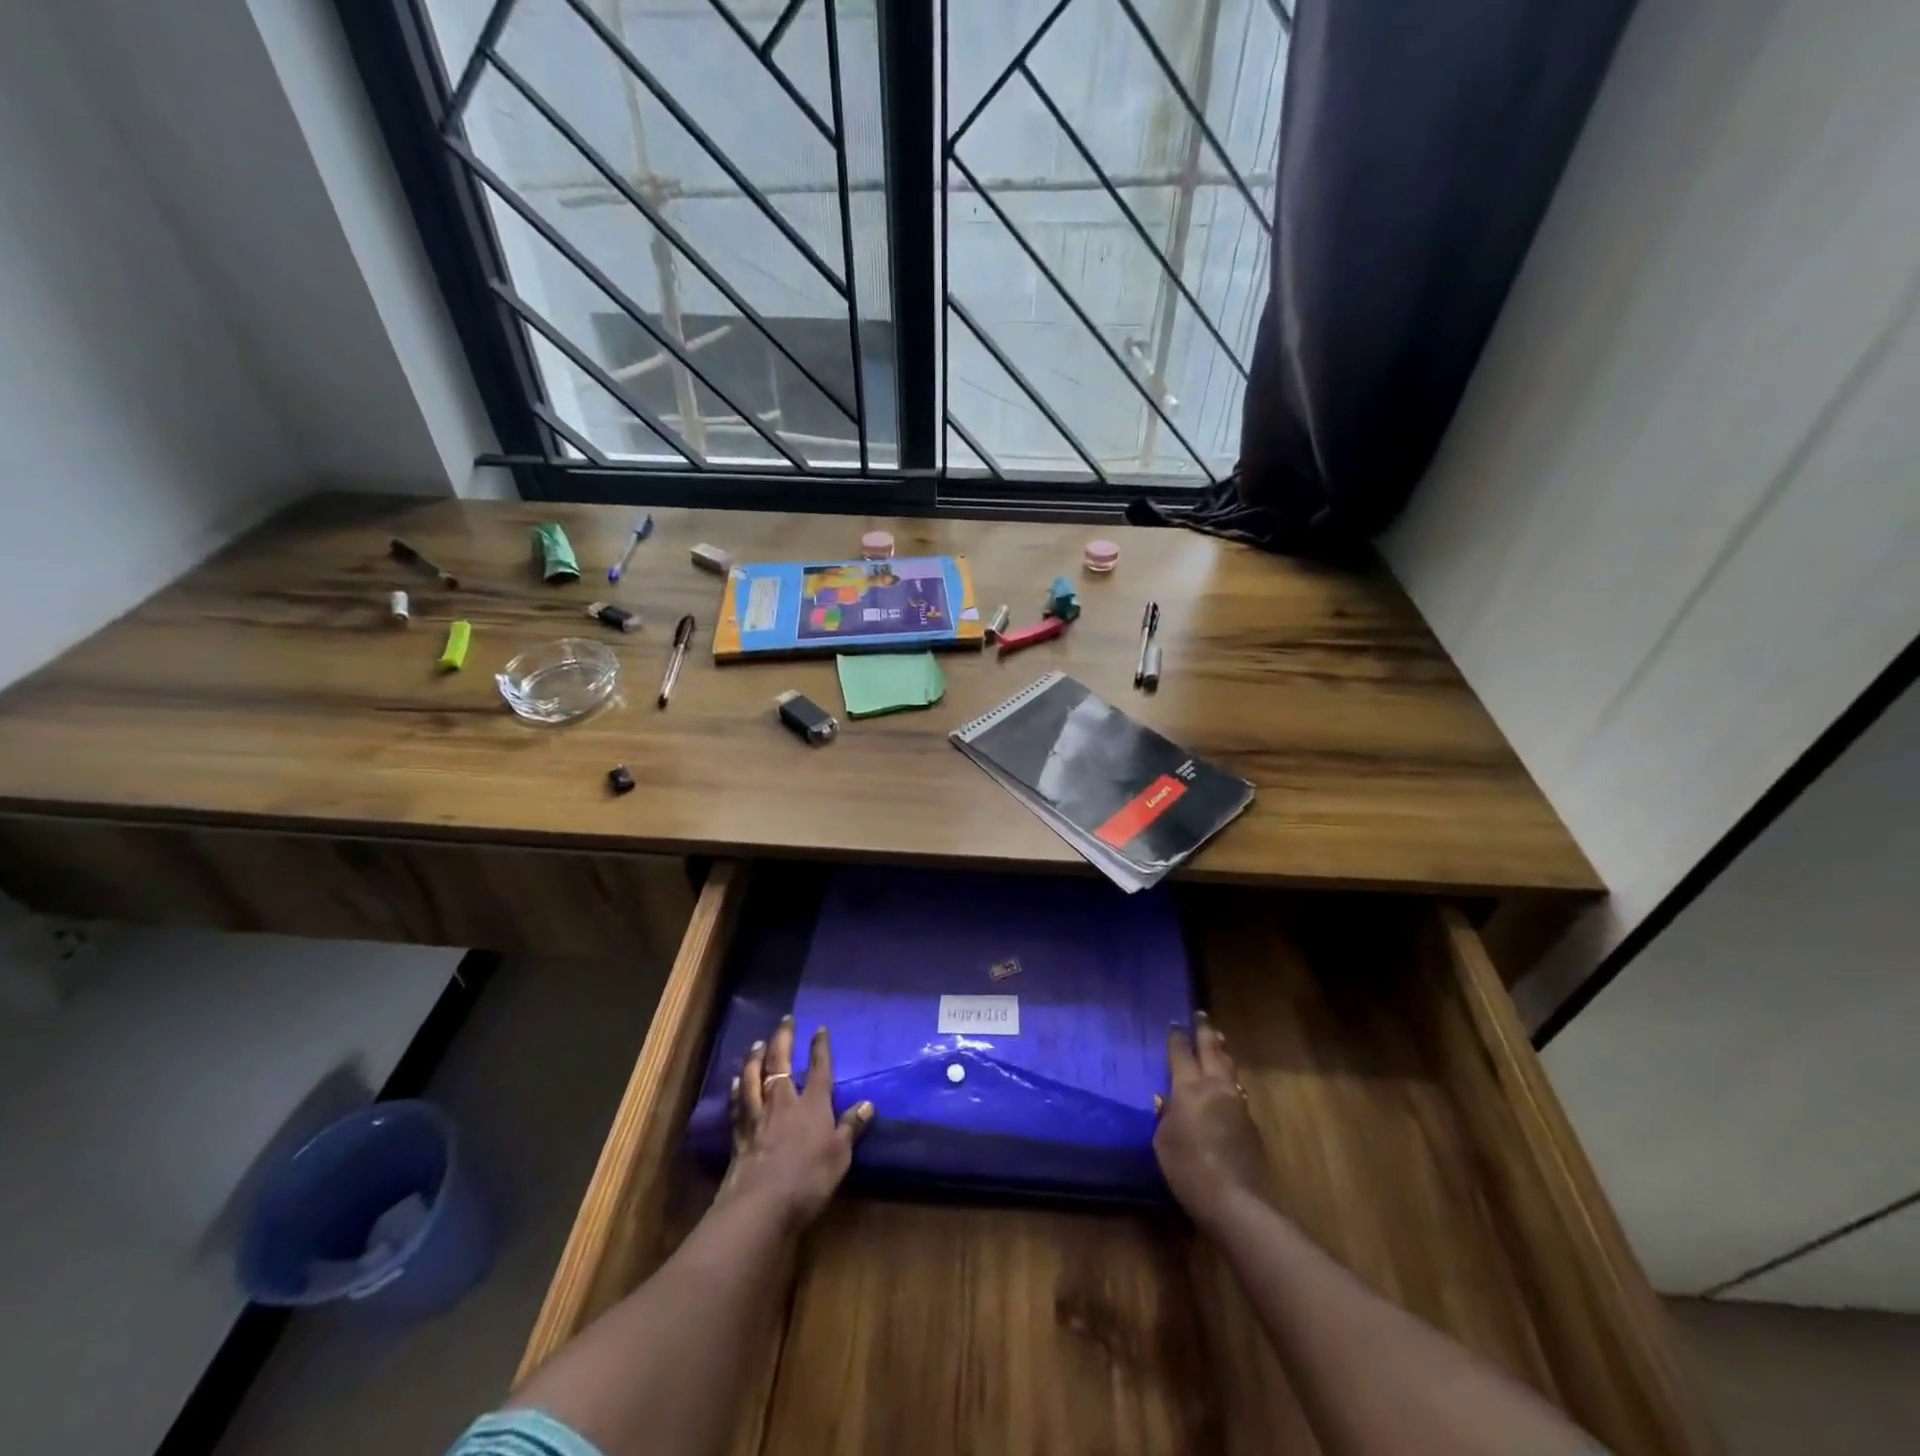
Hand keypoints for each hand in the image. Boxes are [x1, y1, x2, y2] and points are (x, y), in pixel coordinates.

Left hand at [717, 1016, 872, 1233]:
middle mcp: (784, 1102)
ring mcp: (758, 1116)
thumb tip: (868, 1103)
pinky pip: (738, 1103)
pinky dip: (737, 1088)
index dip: (821, 1047)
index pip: (819, 1068)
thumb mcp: (840, 1156)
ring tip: (759, 1042)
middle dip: (784, 1038)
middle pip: (782, 1063)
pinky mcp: (739, 1134)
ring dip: (756, 1057)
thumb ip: (851, 1127)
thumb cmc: (808, 1179)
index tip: (820, 1028)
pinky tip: (736, 1080)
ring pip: (754, 1077)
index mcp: (813, 1105)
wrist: (761, 1206)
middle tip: (786, 1020)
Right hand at [1155, 1011, 1269, 1228]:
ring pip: (1229, 1067)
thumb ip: (1165, 1115)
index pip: (1181, 1052)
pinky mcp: (1251, 1123)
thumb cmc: (1187, 1167)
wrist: (1234, 1200)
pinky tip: (1228, 1085)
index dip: (1177, 1036)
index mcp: (1189, 1087)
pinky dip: (1230, 1080)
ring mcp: (1237, 1103)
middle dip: (1205, 1030)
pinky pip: (1238, 1091)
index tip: (1176, 1023)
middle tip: (1201, 1015)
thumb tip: (1168, 1101)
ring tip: (1219, 1041)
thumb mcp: (1163, 1140)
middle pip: (1212, 1049)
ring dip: (1222, 1051)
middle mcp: (1215, 1086)